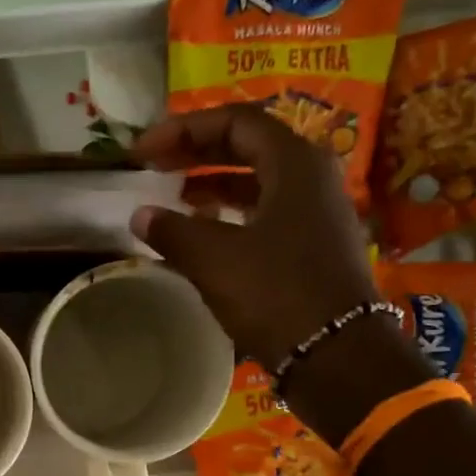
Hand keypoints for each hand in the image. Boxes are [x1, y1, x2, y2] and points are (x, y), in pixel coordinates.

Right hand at [129, 105, 377, 367]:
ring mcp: (316, 212)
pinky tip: (204, 233)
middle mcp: (311, 177)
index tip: (144, 151)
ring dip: (213, 184)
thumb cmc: (275, 293)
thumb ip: (172, 230)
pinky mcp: (313, 245)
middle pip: (248, 146)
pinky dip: (231, 214)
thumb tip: (140, 214)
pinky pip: (266, 211)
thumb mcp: (214, 259)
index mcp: (294, 163)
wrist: (334, 354)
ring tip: (174, 198)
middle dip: (196, 152)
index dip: (183, 130)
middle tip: (154, 167)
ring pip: (257, 181)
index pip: (235, 122)